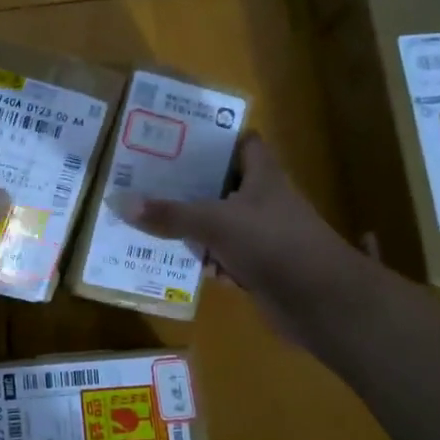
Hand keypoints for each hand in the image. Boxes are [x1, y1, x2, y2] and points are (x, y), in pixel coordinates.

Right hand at [121, 135, 369, 351]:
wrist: (320, 302)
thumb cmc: (273, 244)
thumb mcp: (215, 223)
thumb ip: (170, 214)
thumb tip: (119, 201)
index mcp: (263, 176)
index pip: (242, 142)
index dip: (215, 138)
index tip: (177, 140)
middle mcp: (265, 200)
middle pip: (223, 185)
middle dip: (190, 186)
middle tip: (148, 182)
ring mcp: (264, 236)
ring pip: (221, 224)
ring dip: (193, 227)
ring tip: (150, 221)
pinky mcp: (260, 267)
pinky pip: (225, 257)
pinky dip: (206, 261)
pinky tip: (177, 263)